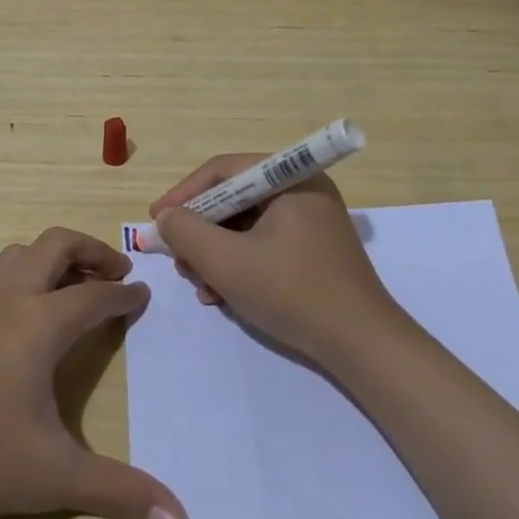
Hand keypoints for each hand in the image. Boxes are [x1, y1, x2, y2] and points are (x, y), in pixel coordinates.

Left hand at [0, 228, 188, 518]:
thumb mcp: (56, 477)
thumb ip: (121, 494)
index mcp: (40, 323)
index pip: (95, 295)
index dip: (125, 294)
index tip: (144, 295)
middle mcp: (7, 302)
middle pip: (54, 245)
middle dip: (91, 250)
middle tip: (116, 274)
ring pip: (16, 256)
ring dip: (50, 259)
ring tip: (71, 289)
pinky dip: (19, 285)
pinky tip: (19, 328)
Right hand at [149, 157, 404, 366]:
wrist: (362, 346)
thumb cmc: (293, 293)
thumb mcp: (228, 262)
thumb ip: (187, 233)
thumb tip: (165, 218)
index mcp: (291, 178)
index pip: (223, 171)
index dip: (183, 195)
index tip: (156, 221)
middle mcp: (302, 190)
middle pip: (233, 198)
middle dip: (200, 231)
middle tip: (179, 260)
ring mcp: (310, 221)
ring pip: (244, 225)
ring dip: (215, 253)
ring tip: (199, 285)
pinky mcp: (312, 250)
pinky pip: (262, 243)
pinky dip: (237, 264)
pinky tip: (221, 294)